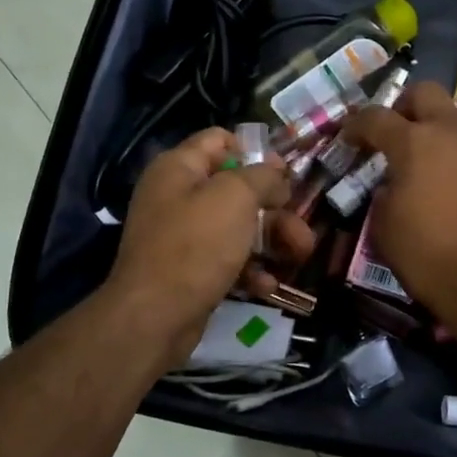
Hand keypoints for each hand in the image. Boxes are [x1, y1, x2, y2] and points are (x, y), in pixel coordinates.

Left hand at [105, 129, 315, 364]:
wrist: (154, 317)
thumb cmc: (195, 245)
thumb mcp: (236, 198)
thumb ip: (262, 177)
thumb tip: (277, 171)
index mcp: (179, 167)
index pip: (220, 140)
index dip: (255, 152)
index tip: (284, 175)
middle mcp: (178, 195)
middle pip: (237, 189)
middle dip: (275, 209)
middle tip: (302, 229)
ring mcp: (182, 234)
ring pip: (238, 226)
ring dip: (272, 240)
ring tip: (299, 256)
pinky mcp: (189, 269)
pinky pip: (227, 259)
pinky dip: (250, 269)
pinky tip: (267, 285)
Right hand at [340, 82, 456, 325]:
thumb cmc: (428, 257)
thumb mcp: (384, 227)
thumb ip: (384, 192)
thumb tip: (393, 183)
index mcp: (413, 143)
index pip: (376, 116)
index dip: (357, 124)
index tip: (350, 137)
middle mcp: (452, 132)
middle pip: (425, 93)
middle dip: (405, 106)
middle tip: (397, 134)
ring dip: (440, 132)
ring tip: (434, 164)